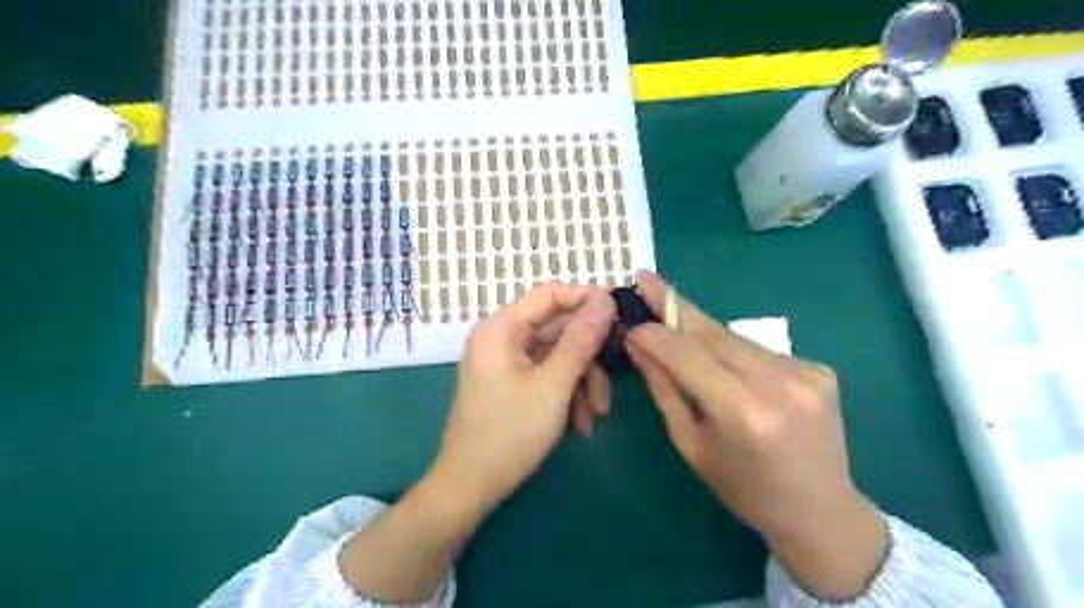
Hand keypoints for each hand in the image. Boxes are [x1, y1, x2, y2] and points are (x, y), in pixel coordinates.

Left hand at [433, 282, 618, 511]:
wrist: (469, 488)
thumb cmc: (509, 434)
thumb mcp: (553, 386)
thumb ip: (581, 340)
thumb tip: (606, 300)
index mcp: (502, 328)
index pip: (549, 294)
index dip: (586, 298)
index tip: (619, 313)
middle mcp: (501, 338)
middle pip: (557, 329)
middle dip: (588, 358)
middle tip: (612, 380)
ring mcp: (505, 362)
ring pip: (557, 356)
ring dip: (582, 381)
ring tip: (596, 415)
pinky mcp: (511, 383)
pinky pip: (547, 375)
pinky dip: (566, 394)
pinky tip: (580, 425)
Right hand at [628, 271, 888, 602]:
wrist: (820, 512)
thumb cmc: (743, 489)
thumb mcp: (691, 444)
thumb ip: (665, 388)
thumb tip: (638, 345)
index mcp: (741, 412)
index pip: (685, 354)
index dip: (654, 332)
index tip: (631, 319)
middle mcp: (777, 383)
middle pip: (713, 332)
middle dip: (675, 307)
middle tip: (647, 280)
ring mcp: (805, 372)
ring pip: (735, 337)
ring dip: (701, 331)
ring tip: (674, 323)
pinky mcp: (819, 369)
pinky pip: (759, 351)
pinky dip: (733, 350)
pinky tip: (724, 364)